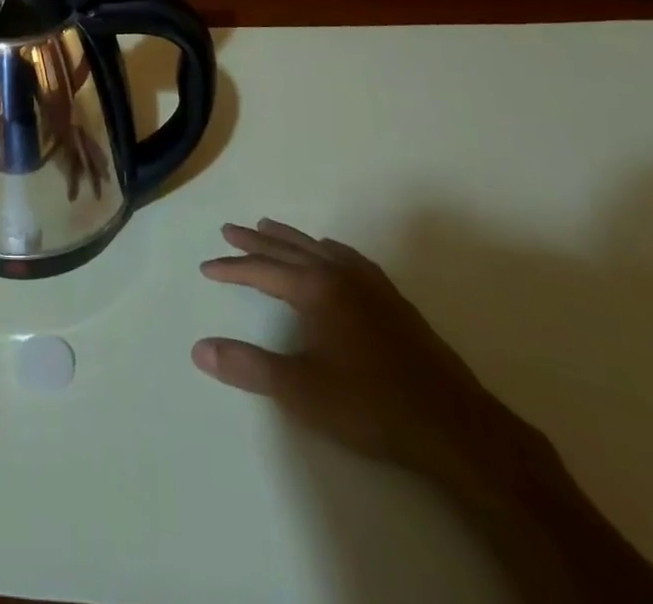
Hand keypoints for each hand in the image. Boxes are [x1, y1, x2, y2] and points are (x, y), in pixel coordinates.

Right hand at [193, 220, 546, 494]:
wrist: (454, 425)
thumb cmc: (371, 405)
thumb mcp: (301, 391)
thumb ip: (248, 366)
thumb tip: (198, 349)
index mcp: (315, 289)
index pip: (262, 270)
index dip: (232, 268)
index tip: (207, 267)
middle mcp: (339, 274)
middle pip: (289, 248)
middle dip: (255, 240)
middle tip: (229, 229)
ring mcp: (370, 283)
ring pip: (319, 248)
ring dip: (290, 238)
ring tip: (269, 226)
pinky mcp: (393, 299)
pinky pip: (349, 257)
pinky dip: (327, 248)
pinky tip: (330, 253)